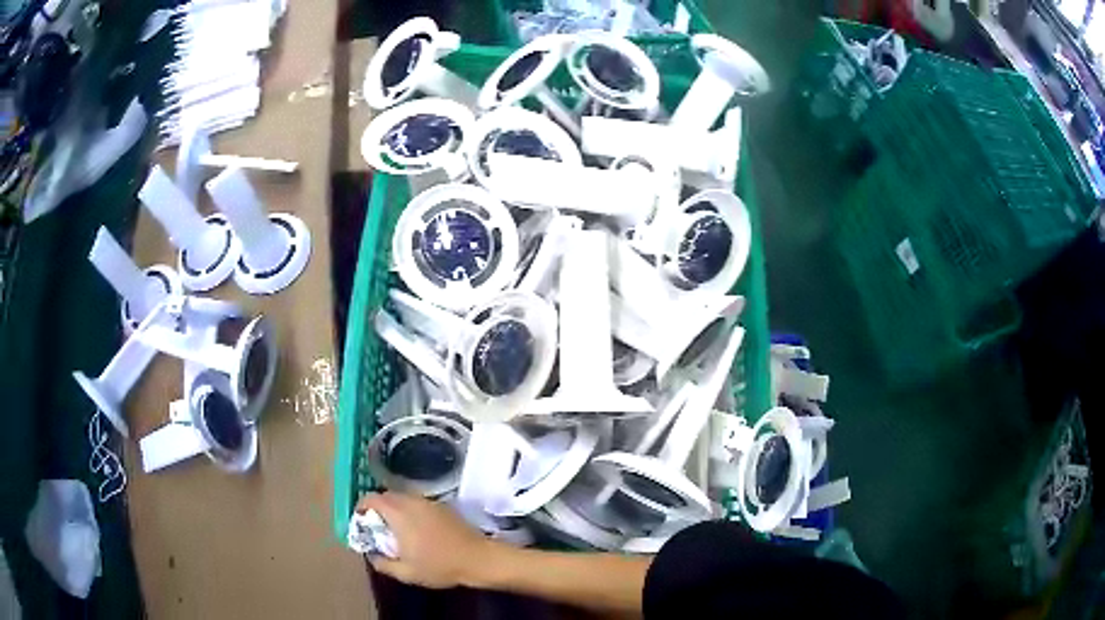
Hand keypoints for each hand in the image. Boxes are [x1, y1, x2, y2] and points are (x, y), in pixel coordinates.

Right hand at [355, 492, 496, 588]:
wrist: (478, 558)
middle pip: (387, 496)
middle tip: (377, 527)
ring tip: (396, 530)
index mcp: (399, 513)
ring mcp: (429, 502)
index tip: (360, 521)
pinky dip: (410, 511)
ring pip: (403, 498)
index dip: (361, 506)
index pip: (372, 498)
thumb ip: (383, 564)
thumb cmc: (440, 566)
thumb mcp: (406, 573)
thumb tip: (372, 555)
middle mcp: (412, 502)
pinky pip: (418, 503)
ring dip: (394, 509)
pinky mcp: (443, 506)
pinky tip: (416, 530)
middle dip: (377, 508)